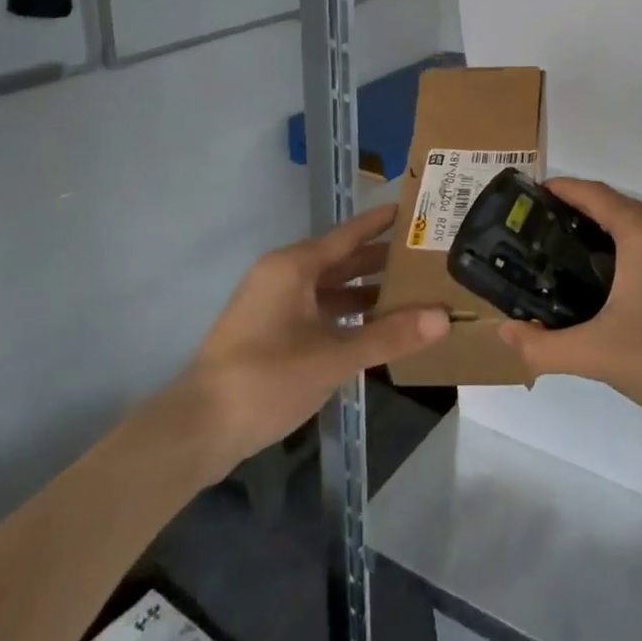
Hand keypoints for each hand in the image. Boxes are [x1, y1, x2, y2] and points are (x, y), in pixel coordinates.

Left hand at [155, 204, 448, 470]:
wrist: (198, 429)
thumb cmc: (266, 379)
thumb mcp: (333, 358)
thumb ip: (389, 336)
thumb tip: (443, 317)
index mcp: (293, 267)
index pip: (349, 234)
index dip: (382, 223)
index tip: (415, 211)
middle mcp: (282, 276)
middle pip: (341, 260)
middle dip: (381, 260)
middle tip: (426, 257)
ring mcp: (273, 305)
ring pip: (330, 288)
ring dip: (365, 292)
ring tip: (411, 293)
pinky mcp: (269, 333)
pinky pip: (318, 311)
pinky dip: (346, 316)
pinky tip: (374, 329)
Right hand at [498, 179, 641, 432]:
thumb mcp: (597, 355)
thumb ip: (544, 345)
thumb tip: (506, 333)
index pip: (594, 193)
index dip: (562, 190)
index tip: (535, 198)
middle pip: (621, 208)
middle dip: (586, 218)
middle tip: (551, 243)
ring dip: (620, 239)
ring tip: (589, 269)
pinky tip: (641, 295)